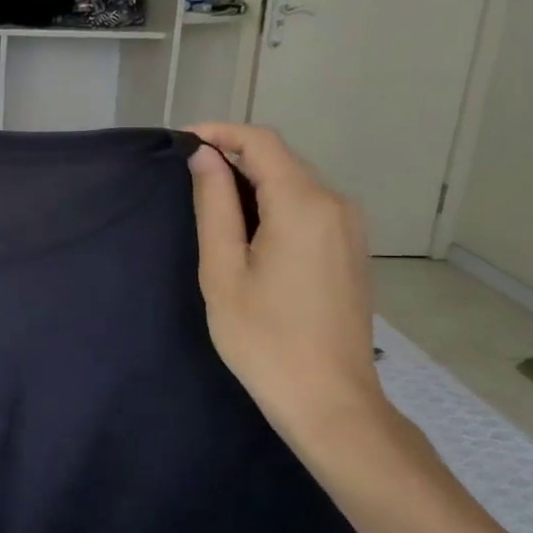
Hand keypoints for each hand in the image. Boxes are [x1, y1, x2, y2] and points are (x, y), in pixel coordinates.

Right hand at [185, 122, 387, 455]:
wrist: (329, 400)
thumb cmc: (264, 338)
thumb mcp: (223, 270)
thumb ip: (215, 205)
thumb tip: (205, 156)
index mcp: (304, 204)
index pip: (261, 141)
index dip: (219, 132)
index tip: (181, 143)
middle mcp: (336, 204)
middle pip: (280, 158)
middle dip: (233, 154)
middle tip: (186, 174)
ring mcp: (350, 227)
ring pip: (295, 180)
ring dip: (253, 179)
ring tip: (209, 199)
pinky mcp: (351, 248)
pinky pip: (309, 205)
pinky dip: (274, 200)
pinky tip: (247, 227)